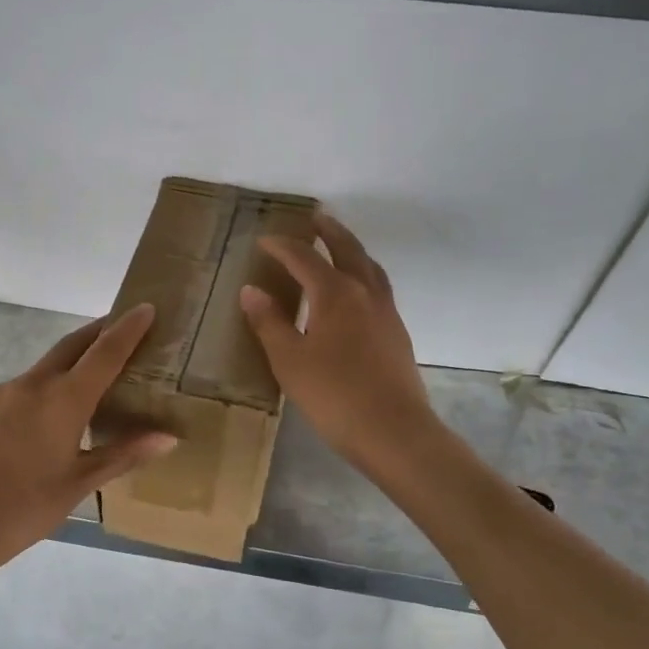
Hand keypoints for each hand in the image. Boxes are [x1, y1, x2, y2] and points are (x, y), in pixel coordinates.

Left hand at [0, 304, 175, 568]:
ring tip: (78, 399)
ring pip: (41, 373)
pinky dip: (34, 399)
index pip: (105, 352)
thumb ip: (122, 455)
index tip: (145, 307)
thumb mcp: (78, 485)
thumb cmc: (21, 510)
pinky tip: (31, 432)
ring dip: (64, 373)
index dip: (128, 328)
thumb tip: (168, 436)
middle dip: (97, 333)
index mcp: (64, 401)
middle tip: (119, 329)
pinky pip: (13, 394)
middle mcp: (31, 385)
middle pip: (71, 346)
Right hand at [240, 213, 438, 470]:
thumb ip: (270, 323)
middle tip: (315, 217)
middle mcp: (365, 293)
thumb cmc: (334, 395)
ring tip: (339, 246)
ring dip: (352, 249)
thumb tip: (252, 290)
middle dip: (329, 232)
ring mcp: (386, 312)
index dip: (282, 246)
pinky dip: (364, 275)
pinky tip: (356, 293)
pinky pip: (379, 288)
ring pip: (370, 267)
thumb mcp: (290, 360)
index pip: (304, 258)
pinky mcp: (397, 333)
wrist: (394, 431)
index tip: (264, 240)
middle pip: (348, 249)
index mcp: (335, 293)